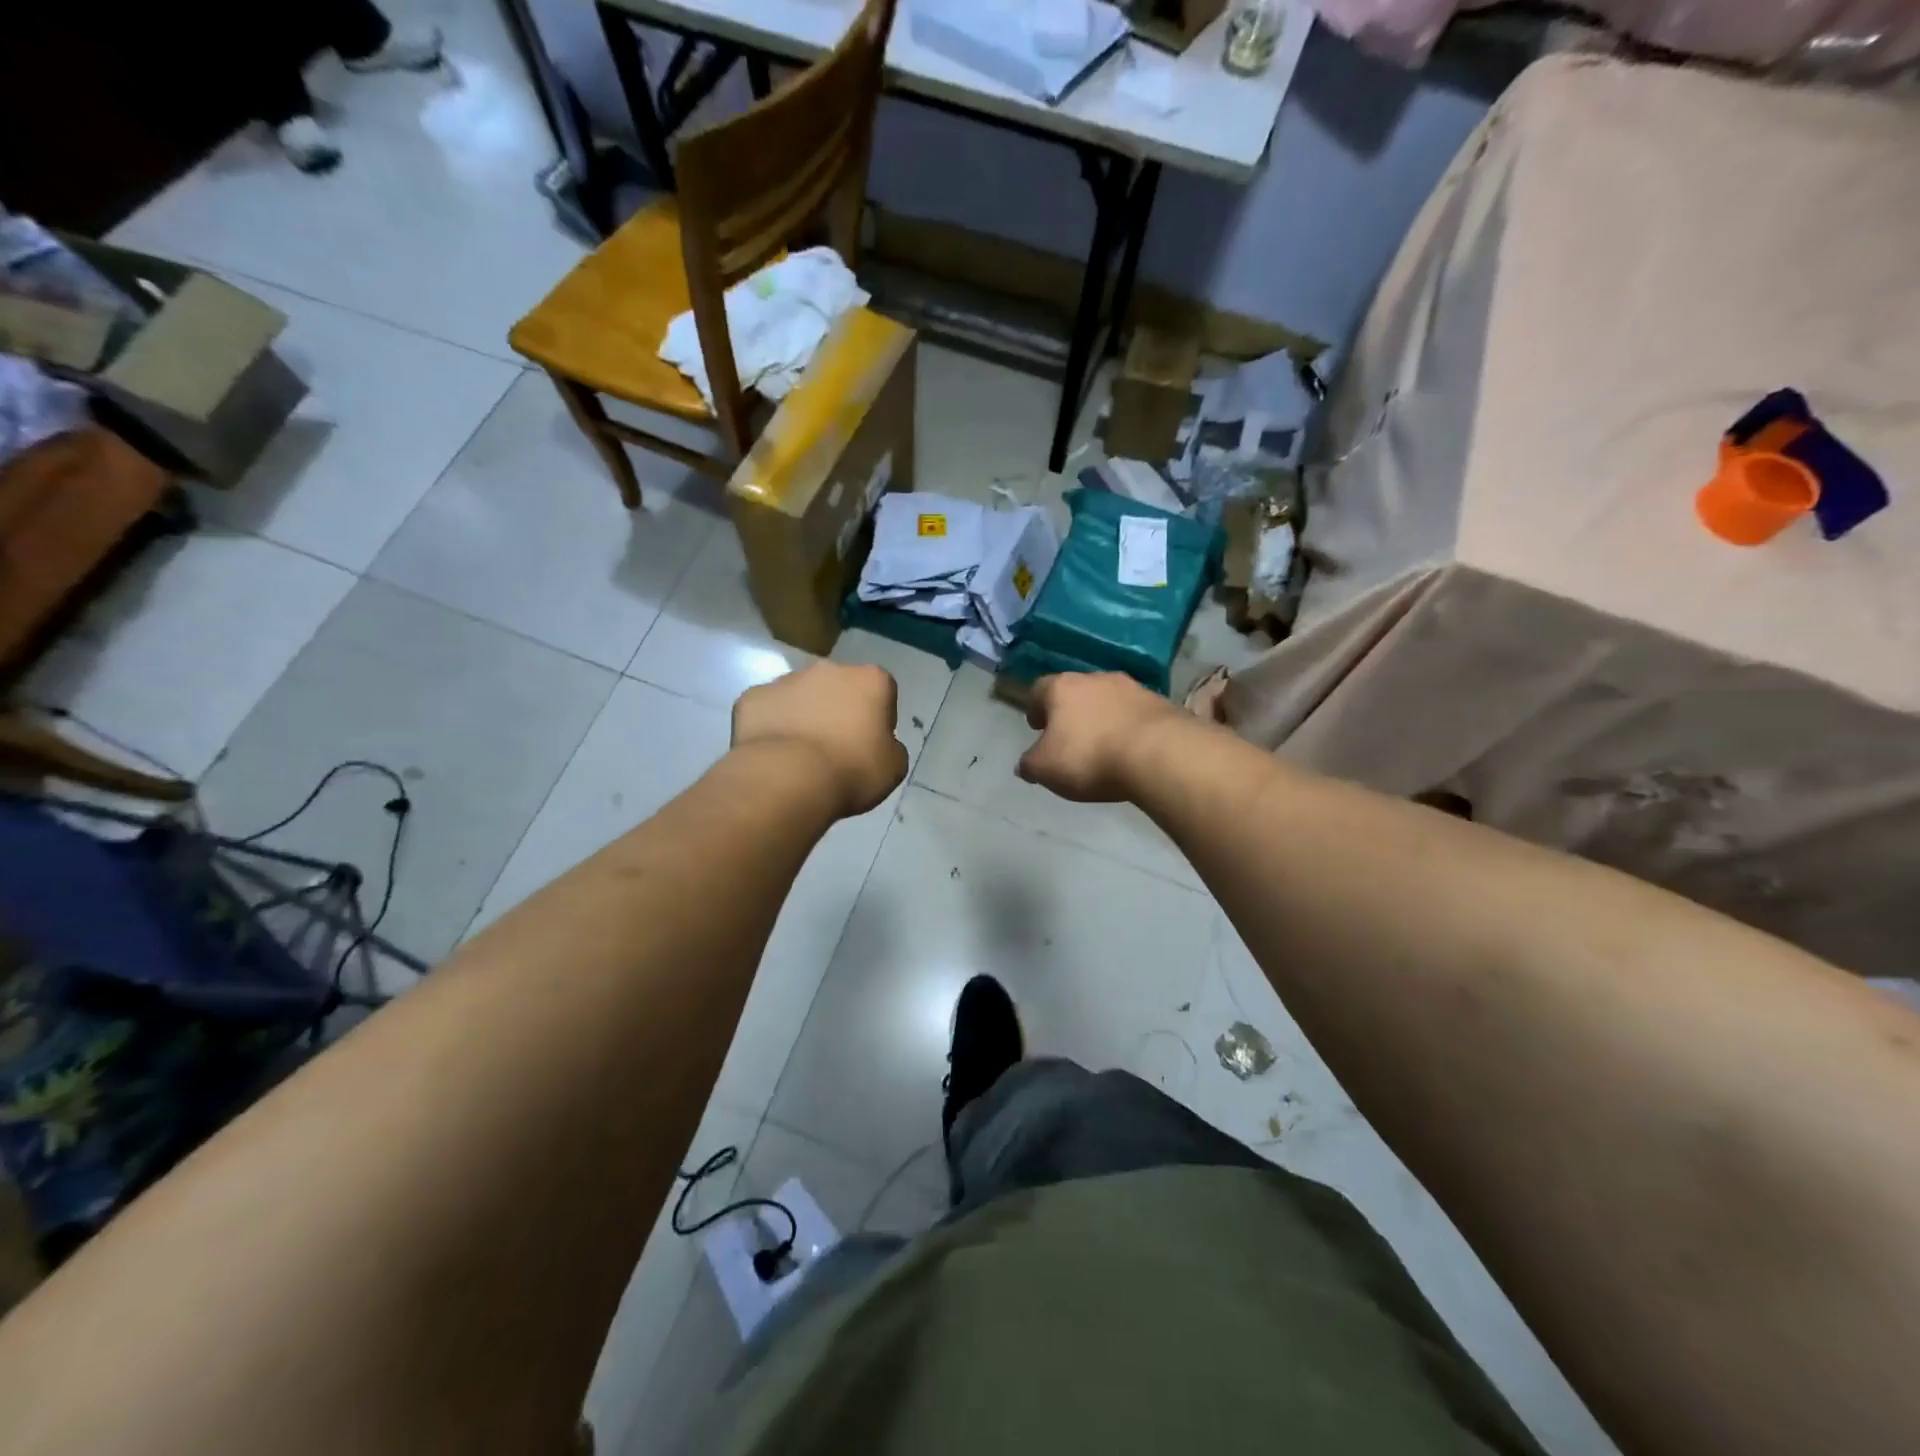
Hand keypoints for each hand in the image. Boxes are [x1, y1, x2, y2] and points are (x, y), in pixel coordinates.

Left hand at [732, 662, 907, 818]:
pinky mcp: (752, 697)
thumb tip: (878, 743)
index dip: (877, 718)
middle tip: (835, 748)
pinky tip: (773, 755)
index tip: (871, 744)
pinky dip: (771, 726)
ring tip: (800, 755)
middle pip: (838, 687)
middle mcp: (829, 669)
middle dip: (837, 710)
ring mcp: (786, 679)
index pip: (881, 691)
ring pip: (800, 695)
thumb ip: (890, 746)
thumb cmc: (853, 771)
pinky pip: (767, 710)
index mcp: (870, 679)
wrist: (789, 779)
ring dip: (803, 715)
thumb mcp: (893, 766)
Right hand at [1017, 672, 1184, 802]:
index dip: (1034, 708)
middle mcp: (1095, 678)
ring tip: (1101, 744)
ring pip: (1107, 700)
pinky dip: (1127, 727)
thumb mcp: (1045, 769)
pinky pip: (1134, 713)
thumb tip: (1024, 764)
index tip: (1036, 726)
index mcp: (1061, 687)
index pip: (1038, 689)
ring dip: (1101, 717)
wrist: (1158, 753)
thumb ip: (1029, 764)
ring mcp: (1131, 687)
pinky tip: (1128, 748)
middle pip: (1075, 691)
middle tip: (1067, 736)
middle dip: (1069, 712)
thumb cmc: (1089, 757)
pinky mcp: (1160, 702)